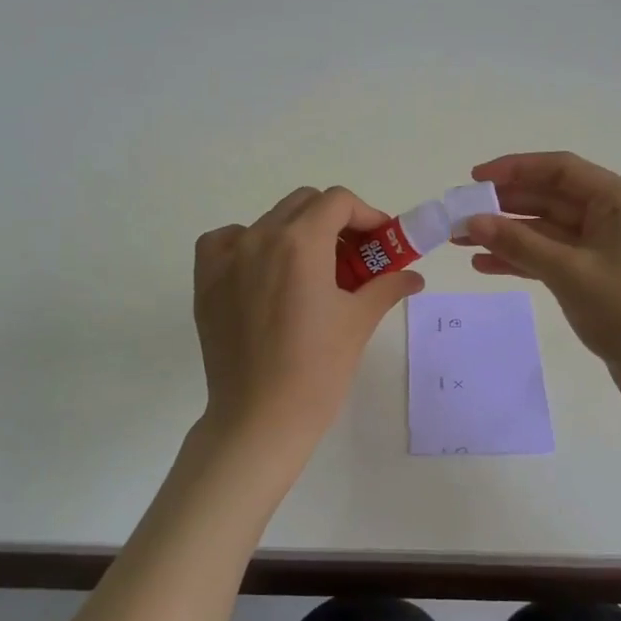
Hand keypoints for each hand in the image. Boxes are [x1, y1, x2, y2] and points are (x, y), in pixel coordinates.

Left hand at [193, 186, 423, 462]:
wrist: (260, 419)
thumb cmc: (318, 369)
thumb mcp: (358, 321)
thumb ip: (387, 285)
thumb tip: (414, 276)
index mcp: (301, 242)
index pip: (338, 201)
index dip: (365, 215)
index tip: (379, 243)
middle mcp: (260, 237)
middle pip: (304, 203)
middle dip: (334, 221)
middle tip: (352, 257)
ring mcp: (227, 257)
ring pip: (268, 220)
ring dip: (296, 233)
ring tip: (311, 271)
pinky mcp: (206, 280)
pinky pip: (225, 241)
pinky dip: (247, 244)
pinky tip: (262, 271)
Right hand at [456, 152, 620, 410]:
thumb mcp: (568, 272)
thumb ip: (518, 243)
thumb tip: (471, 221)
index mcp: (620, 201)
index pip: (561, 169)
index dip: (515, 168)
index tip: (475, 179)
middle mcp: (614, 216)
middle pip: (551, 197)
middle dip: (505, 205)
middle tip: (460, 213)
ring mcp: (605, 247)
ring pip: (547, 229)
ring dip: (507, 233)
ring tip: (461, 241)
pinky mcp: (596, 275)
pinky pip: (552, 255)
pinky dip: (522, 258)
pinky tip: (485, 265)